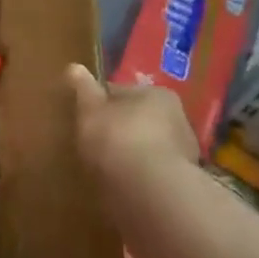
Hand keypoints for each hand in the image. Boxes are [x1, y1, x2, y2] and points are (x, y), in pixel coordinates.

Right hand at [67, 65, 199, 181]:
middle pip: (139, 118)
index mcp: (158, 94)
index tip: (85, 114)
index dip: (101, 102)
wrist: (150, 191)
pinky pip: (152, 171)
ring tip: (105, 166)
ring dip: (131, 153)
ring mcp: (184, 152)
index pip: (123, 92)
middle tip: (94, 140)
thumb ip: (83, 88)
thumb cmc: (117, 138)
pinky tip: (121, 184)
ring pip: (148, 146)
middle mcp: (178, 118)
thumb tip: (74, 66)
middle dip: (120, 127)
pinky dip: (139, 175)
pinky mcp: (182, 182)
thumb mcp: (90, 109)